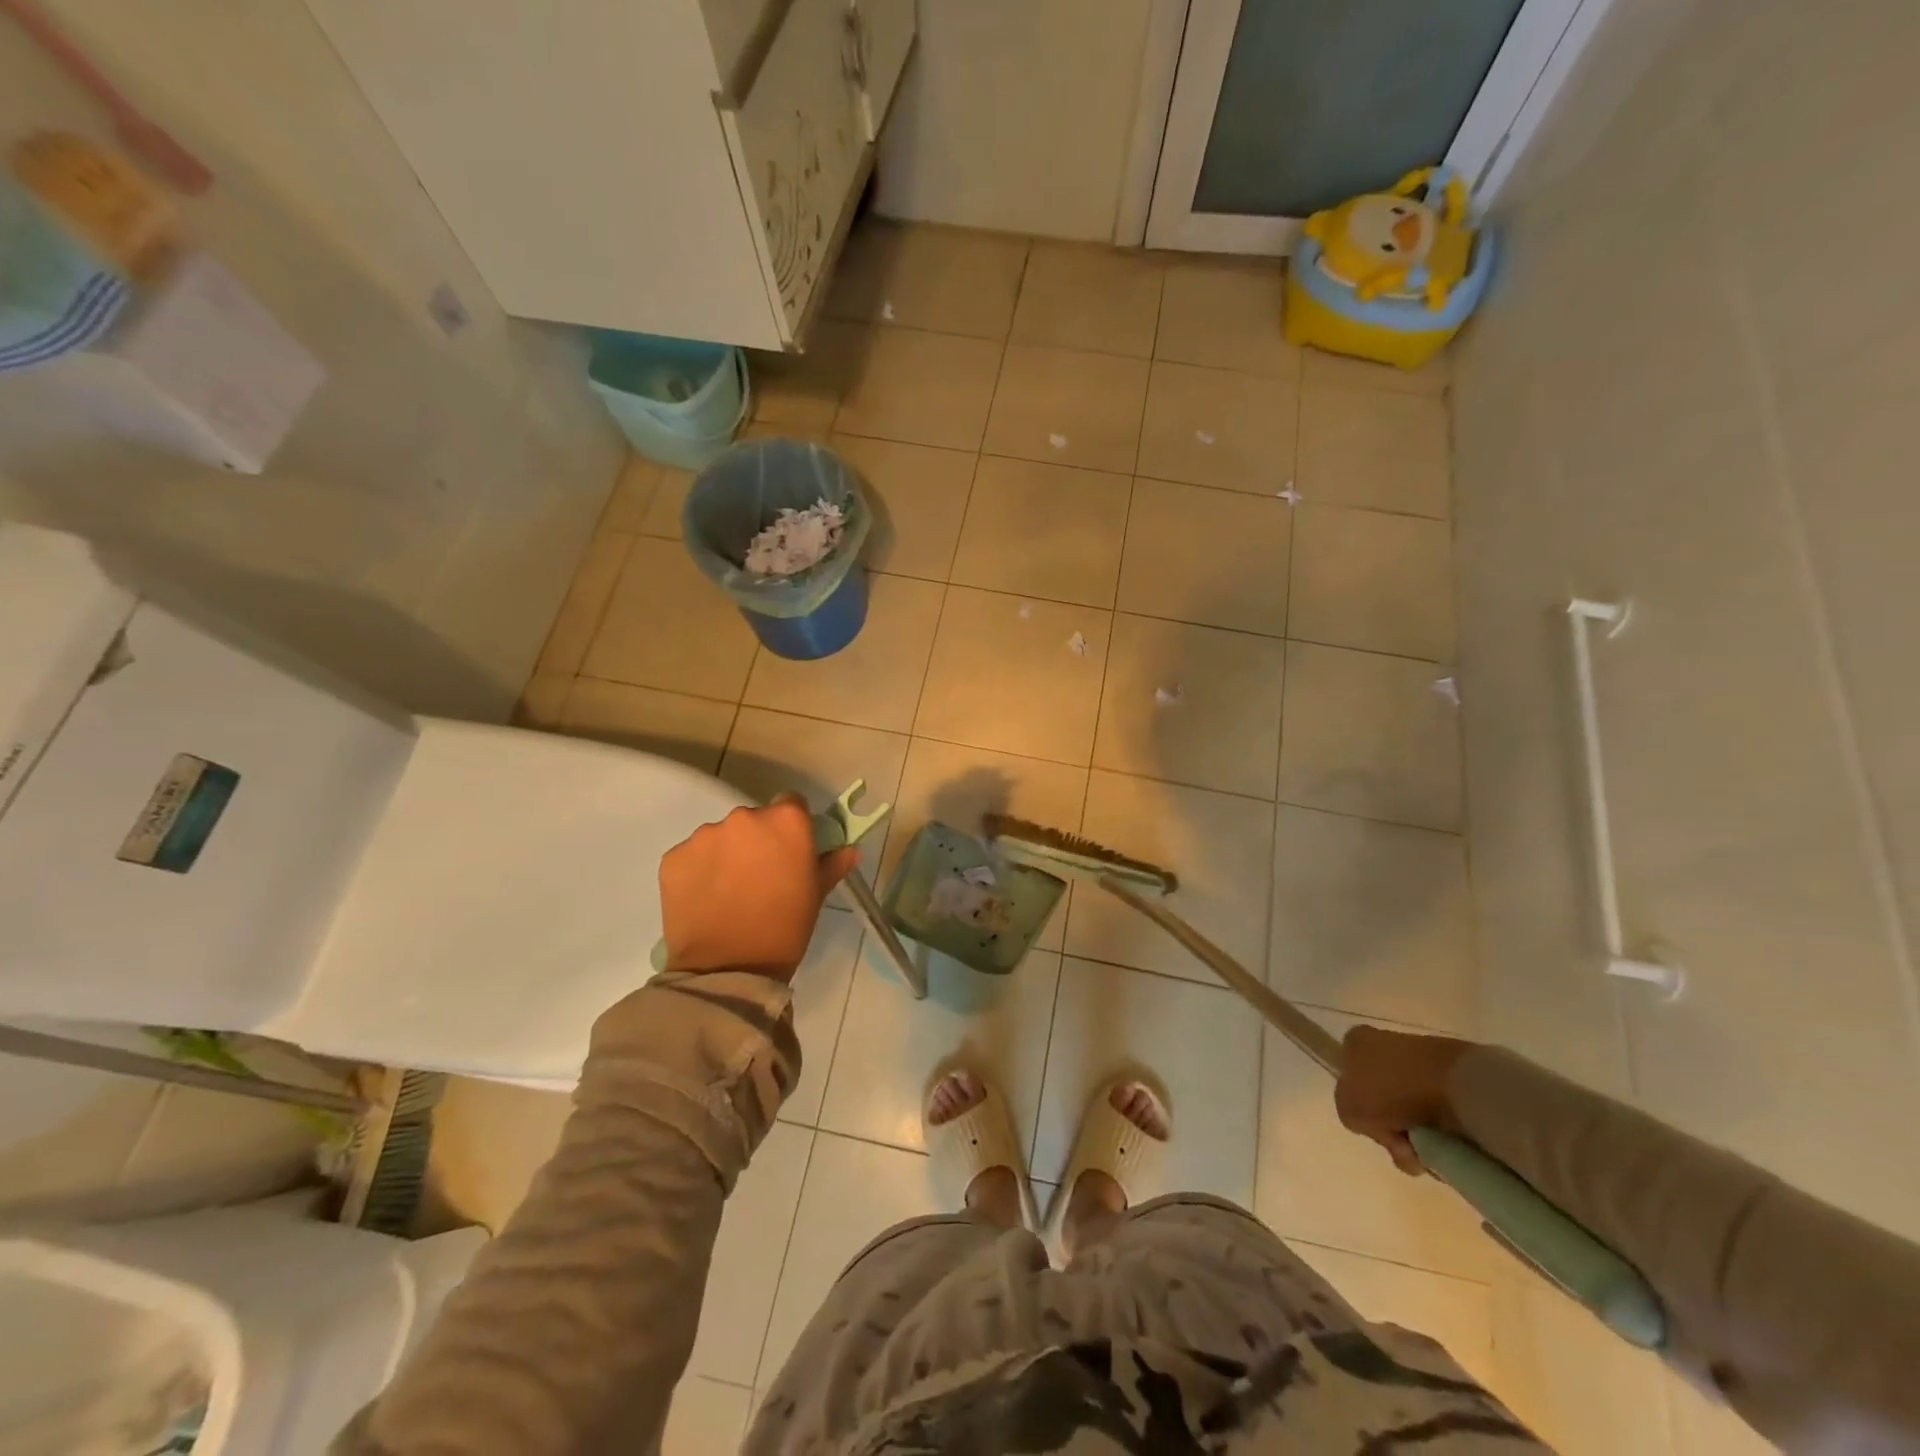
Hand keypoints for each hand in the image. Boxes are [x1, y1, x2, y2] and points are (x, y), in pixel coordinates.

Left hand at [659, 795, 859, 980]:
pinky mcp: (674, 857)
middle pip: (753, 819)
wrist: (727, 969)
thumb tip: (849, 850)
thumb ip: (832, 864)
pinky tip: (705, 899)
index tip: (789, 850)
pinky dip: (699, 871)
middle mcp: (744, 817)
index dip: (791, 826)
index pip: (791, 804)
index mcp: (786, 821)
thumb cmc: (784, 929)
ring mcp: (705, 835)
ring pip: (720, 837)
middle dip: (756, 841)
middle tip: (759, 876)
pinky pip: (692, 856)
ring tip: (728, 892)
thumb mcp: (816, 896)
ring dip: (726, 855)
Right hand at [1334, 1025, 1473, 1175]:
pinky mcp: (1454, 1078)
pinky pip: (1441, 1115)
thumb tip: (1381, 1126)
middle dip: (1392, 1130)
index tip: (1373, 1125)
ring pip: (1412, 1111)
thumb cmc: (1389, 1089)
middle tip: (1402, 1147)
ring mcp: (1422, 1061)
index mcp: (1357, 1042)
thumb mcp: (1348, 1108)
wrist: (1452, 1084)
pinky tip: (1446, 1148)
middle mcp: (1387, 1046)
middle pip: (1382, 1099)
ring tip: (1428, 1154)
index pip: (1349, 1077)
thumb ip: (1351, 1116)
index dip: (1359, 1107)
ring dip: (1418, 1138)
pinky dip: (1442, 1137)